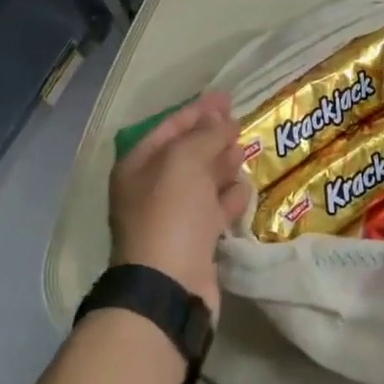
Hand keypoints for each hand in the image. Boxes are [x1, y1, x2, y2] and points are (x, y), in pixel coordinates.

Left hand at [108, 93, 248, 315]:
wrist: (169, 287)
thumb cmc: (170, 214)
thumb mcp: (184, 161)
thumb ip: (205, 135)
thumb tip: (222, 121)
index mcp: (138, 166)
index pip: (169, 127)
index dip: (197, 110)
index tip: (226, 97)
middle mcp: (151, 189)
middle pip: (185, 153)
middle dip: (211, 136)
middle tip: (239, 122)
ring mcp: (172, 217)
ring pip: (200, 182)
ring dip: (221, 164)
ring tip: (245, 150)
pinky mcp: (193, 242)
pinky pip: (212, 211)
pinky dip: (228, 197)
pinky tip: (245, 187)